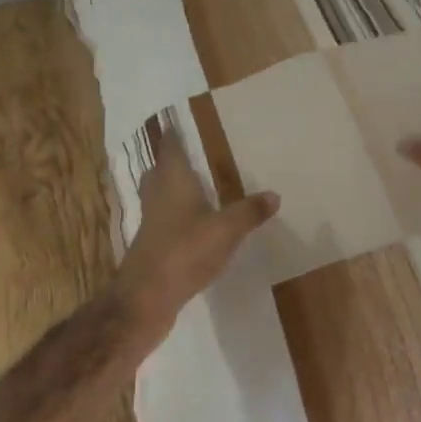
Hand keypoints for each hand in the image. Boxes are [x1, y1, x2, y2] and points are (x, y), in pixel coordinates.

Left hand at [115, 129, 279, 343]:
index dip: (173, 135)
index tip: (178, 123)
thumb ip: (249, 211)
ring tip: (195, 186)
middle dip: (171, 162)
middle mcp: (158, 195)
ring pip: (159, 195)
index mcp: (173, 180)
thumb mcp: (227, 230)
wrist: (146, 297)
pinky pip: (163, 219)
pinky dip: (175, 215)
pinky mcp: (151, 245)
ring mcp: (151, 221)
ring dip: (172, 189)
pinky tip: (192, 224)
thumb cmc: (185, 251)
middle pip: (159, 170)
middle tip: (190, 155)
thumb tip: (274, 194)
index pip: (170, 148)